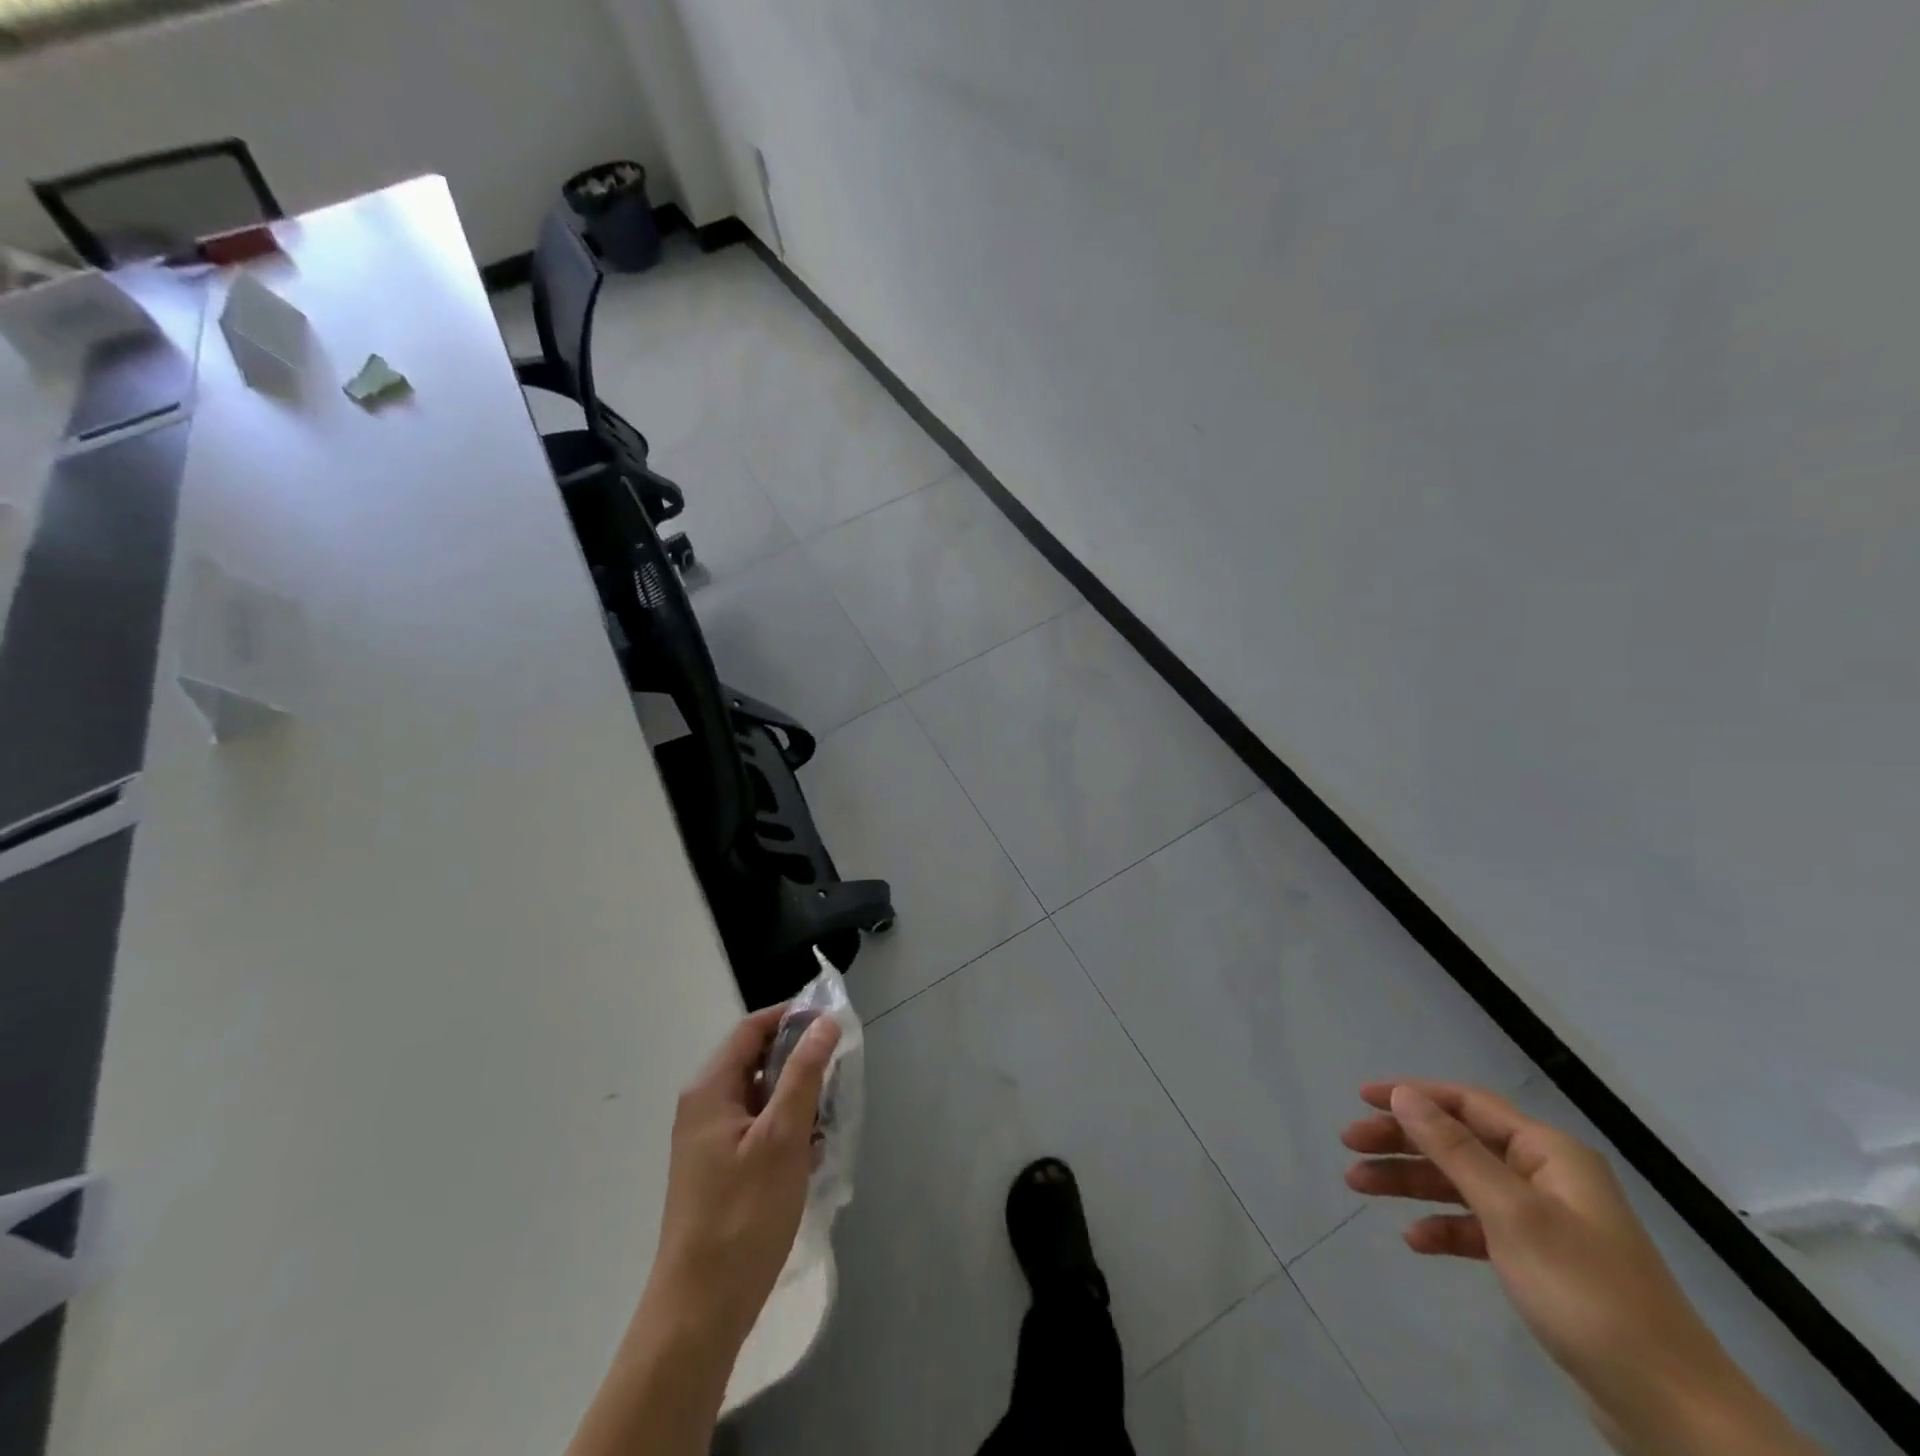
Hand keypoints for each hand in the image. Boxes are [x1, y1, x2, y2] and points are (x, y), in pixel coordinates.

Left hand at [567, 1008, 840, 1455]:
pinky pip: (758, 1130)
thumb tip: (824, 1022)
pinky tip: (811, 1156)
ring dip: (796, 1101)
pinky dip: (786, 1131)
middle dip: (800, 1063)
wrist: (699, 1312)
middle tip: (839, 1074)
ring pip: (761, 1098)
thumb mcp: (782, 1137)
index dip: (792, 1017)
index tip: (833, 1023)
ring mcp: (709, 1142)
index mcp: (710, 1090)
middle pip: (756, 1062)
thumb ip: (804, 1074)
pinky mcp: (719, 1171)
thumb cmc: (743, 1216)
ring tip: (829, 1120)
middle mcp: (704, 1107)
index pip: (752, 1029)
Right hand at [1342, 1081, 1815, 1455]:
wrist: (1671, 1409)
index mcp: (1548, 1153)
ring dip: (1411, 1183)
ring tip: (1359, 1187)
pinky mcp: (1540, 1263)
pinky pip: (1478, 1227)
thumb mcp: (1512, 1214)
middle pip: (1457, 1142)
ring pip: (1460, 1184)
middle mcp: (1545, 1176)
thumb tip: (1405, 1095)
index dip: (1412, 1096)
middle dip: (1402, 1142)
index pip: (1466, 1104)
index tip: (1361, 1098)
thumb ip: (1454, 1150)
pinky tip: (1416, 1240)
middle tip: (1350, 1146)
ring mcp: (1544, 1221)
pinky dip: (1444, 1228)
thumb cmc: (1587, 1293)